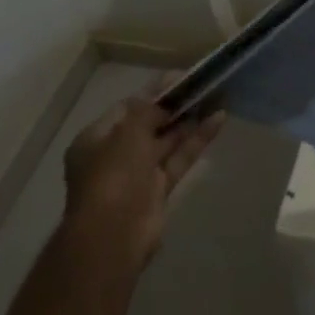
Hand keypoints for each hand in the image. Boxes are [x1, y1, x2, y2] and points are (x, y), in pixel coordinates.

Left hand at [61, 95, 224, 272]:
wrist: (113, 236)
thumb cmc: (114, 174)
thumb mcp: (129, 131)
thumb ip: (149, 109)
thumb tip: (163, 97)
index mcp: (96, 139)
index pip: (128, 107)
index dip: (154, 91)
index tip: (182, 78)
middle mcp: (114, 154)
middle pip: (149, 123)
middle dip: (175, 106)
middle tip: (203, 86)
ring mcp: (137, 173)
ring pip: (167, 140)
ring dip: (190, 120)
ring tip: (217, 97)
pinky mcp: (158, 189)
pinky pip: (179, 158)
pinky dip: (197, 140)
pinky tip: (219, 119)